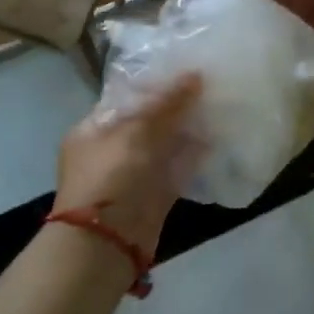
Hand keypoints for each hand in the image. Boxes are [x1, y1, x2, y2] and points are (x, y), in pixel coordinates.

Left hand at [56, 73, 204, 255]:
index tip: (187, 68)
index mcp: (94, 128)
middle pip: (149, 119)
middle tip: (209, 84)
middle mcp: (112, 148)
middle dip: (177, 105)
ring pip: (166, 143)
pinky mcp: (155, 194)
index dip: (157, 83)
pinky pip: (178, 168)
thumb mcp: (137, 131)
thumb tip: (195, 75)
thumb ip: (167, 103)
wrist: (106, 244)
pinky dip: (195, 155)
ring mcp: (134, 173)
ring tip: (219, 105)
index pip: (127, 96)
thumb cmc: (112, 177)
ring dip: (189, 128)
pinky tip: (217, 138)